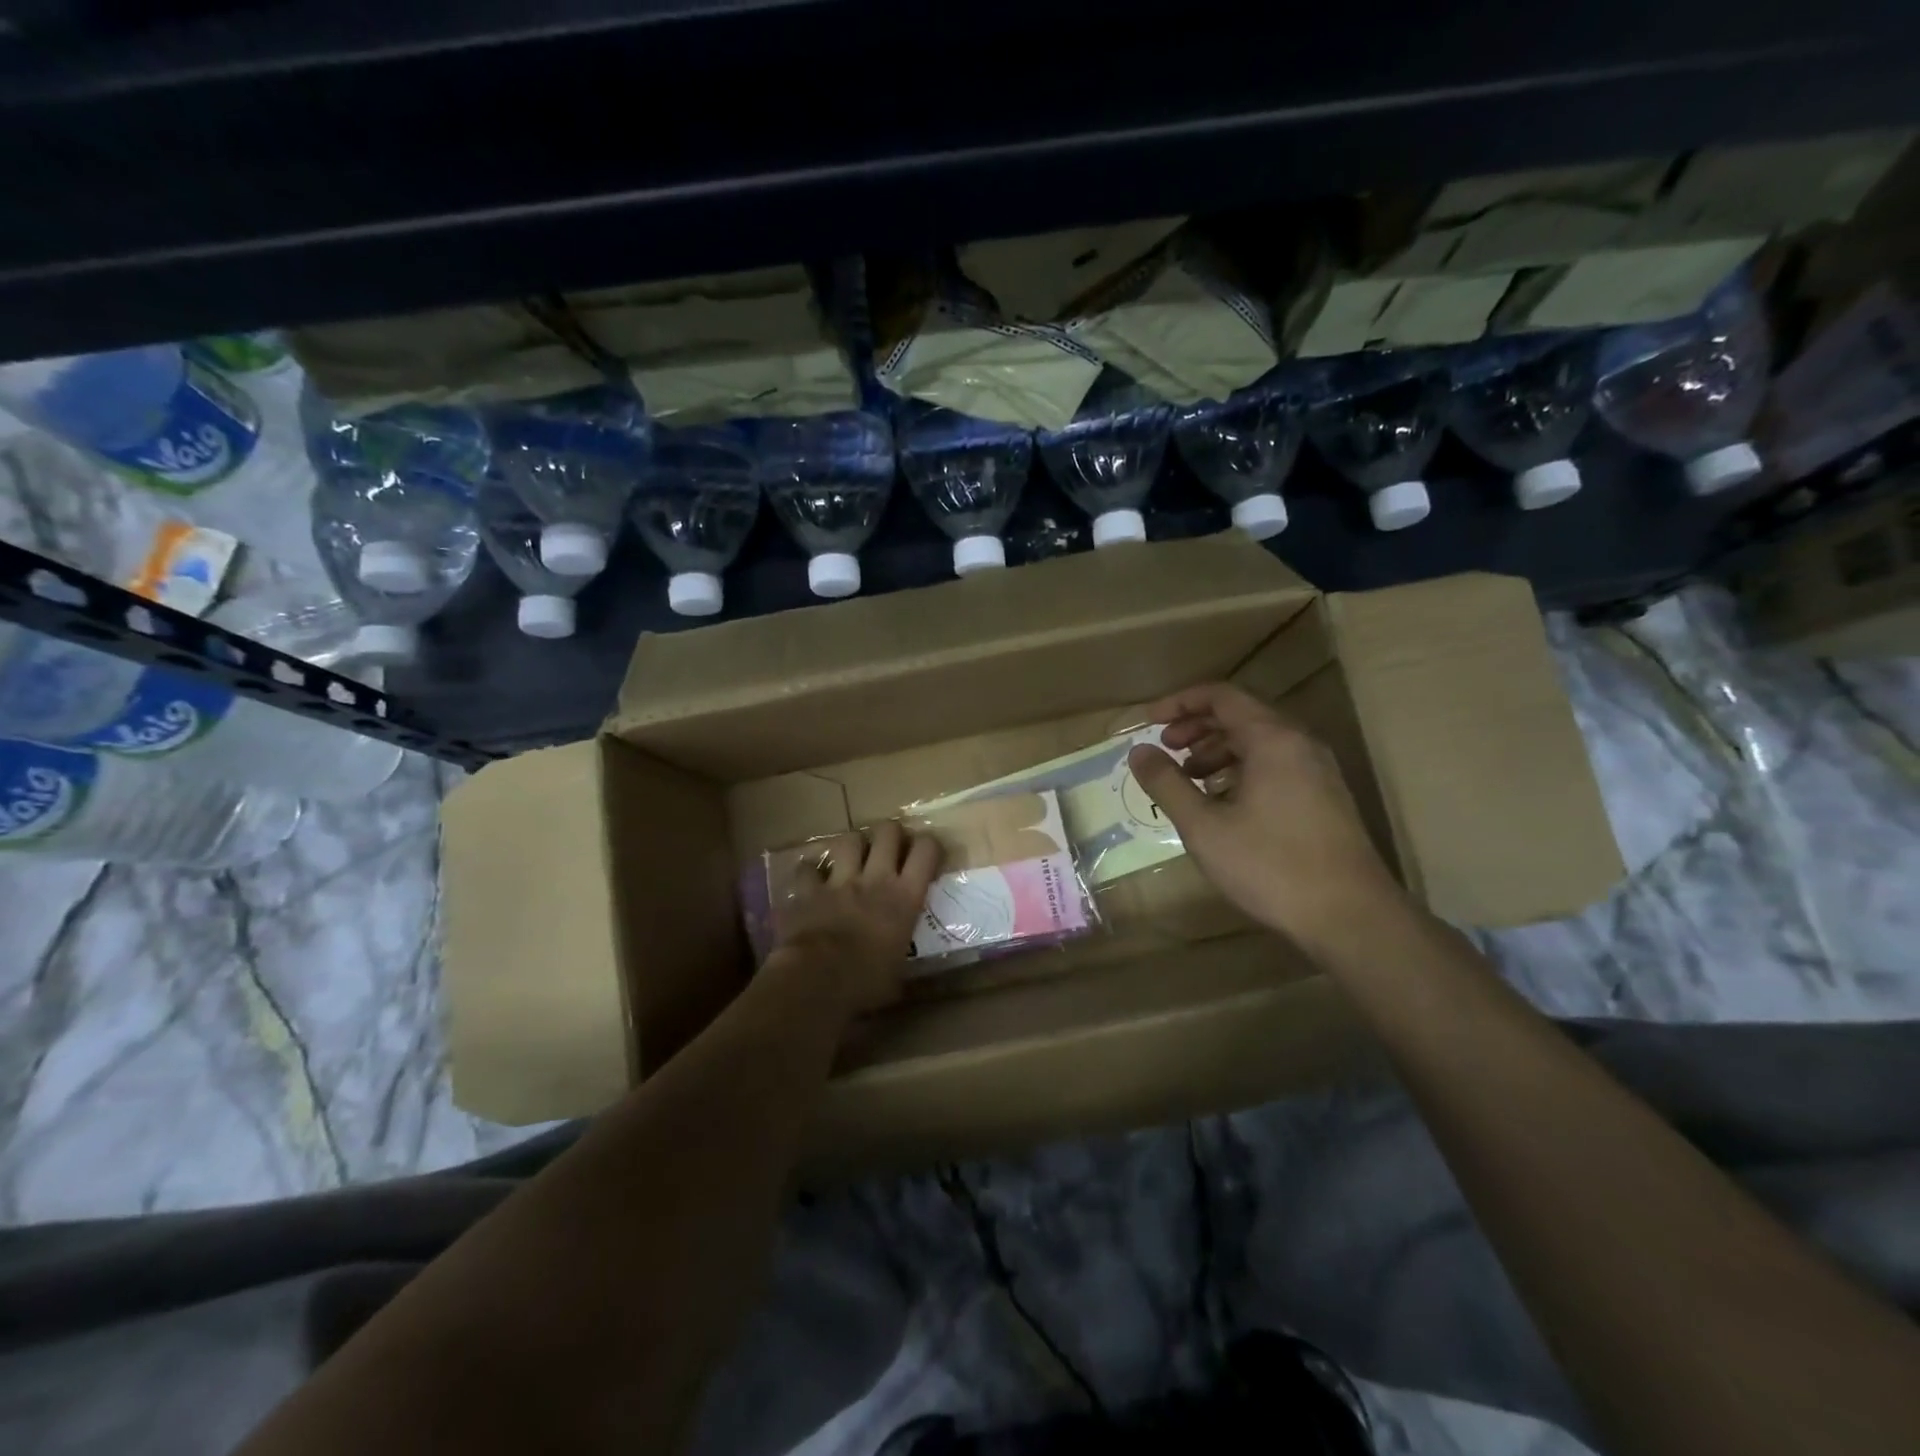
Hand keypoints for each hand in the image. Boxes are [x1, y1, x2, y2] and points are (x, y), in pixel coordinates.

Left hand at [769, 820, 942, 1016]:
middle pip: (888, 832)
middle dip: (890, 833)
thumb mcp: (899, 974)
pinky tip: (810, 879)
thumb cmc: (867, 982)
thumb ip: (902, 958)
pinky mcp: (808, 890)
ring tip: (853, 856)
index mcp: (905, 897)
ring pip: (848, 840)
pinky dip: (808, 873)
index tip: (928, 853)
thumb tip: (905, 975)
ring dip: (852, 845)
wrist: (818, 980)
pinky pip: (806, 869)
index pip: (926, 851)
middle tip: (890, 846)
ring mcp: (839, 881)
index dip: (930, 845)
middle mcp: (875, 879)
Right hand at [1127, 682, 1408, 950]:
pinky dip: (1241, 770)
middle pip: (1241, 715)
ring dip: (1218, 750)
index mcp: (1273, 739)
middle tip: (1165, 749)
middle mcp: (1300, 743)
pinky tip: (1223, 803)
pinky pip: (1276, 764)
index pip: (1221, 696)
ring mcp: (1318, 770)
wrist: (1350, 916)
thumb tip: (1138, 751)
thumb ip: (1167, 783)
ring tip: (1189, 778)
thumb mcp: (1204, 826)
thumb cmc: (1270, 866)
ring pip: (1260, 742)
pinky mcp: (1324, 796)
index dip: (1180, 703)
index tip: (1148, 723)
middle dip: (1196, 727)